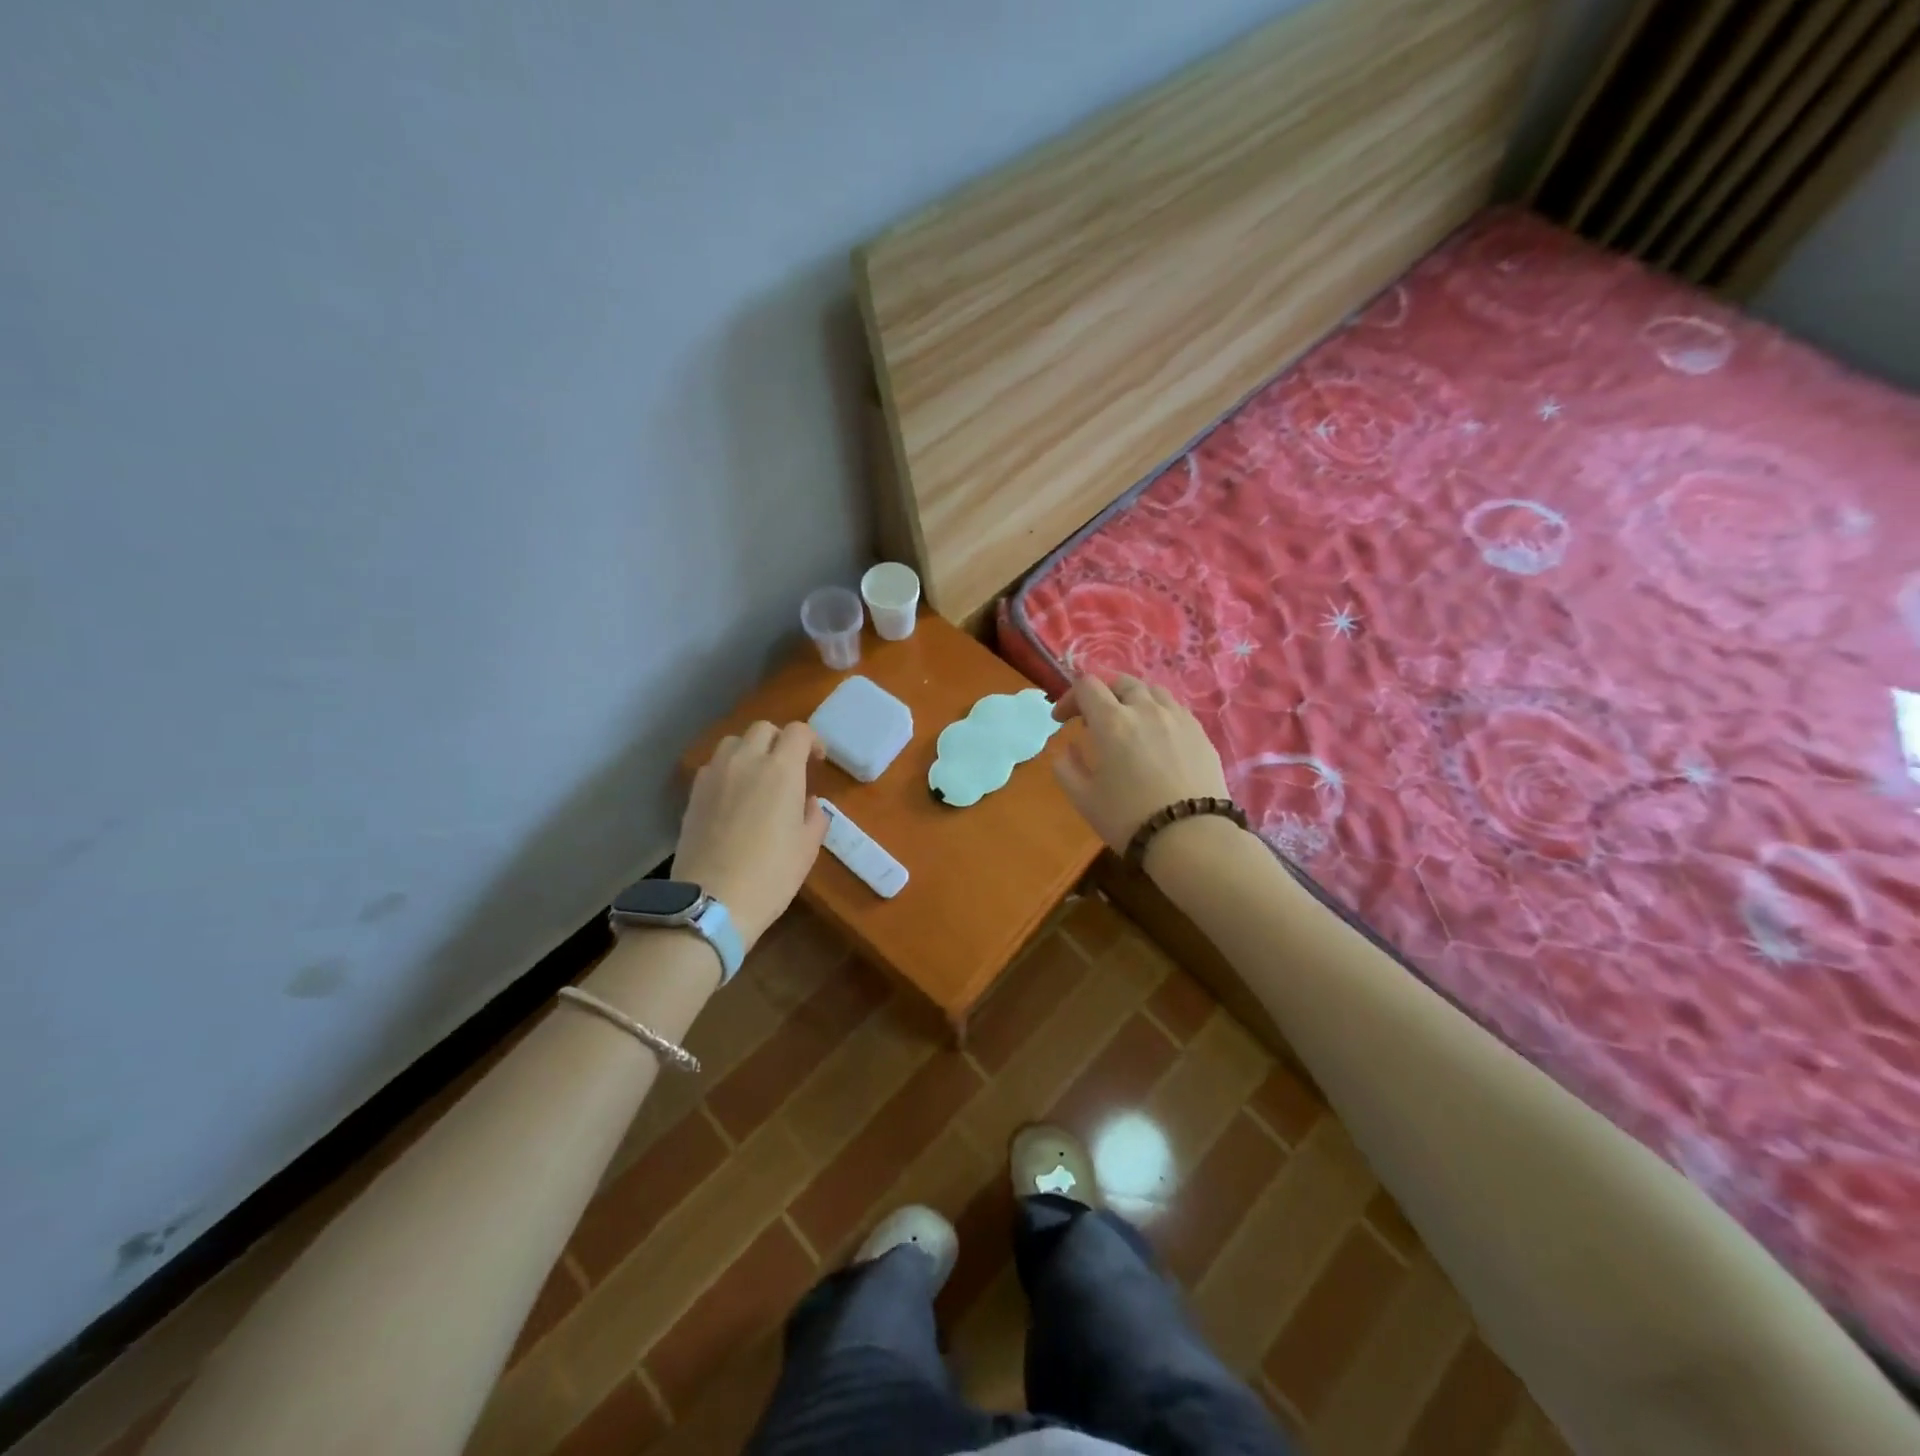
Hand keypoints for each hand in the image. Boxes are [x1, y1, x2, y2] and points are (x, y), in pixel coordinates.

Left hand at [674, 722, 827, 950]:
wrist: (712, 901)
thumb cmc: (771, 875)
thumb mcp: (807, 848)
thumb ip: (814, 816)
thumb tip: (808, 801)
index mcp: (782, 770)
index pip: (798, 732)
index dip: (812, 740)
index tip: (816, 761)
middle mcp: (746, 761)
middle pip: (763, 729)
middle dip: (780, 740)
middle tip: (788, 767)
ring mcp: (715, 775)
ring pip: (734, 742)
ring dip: (750, 751)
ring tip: (757, 777)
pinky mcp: (693, 794)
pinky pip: (713, 766)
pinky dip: (727, 770)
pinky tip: (732, 797)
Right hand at [1052, 675, 1230, 853]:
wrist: (1191, 837)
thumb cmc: (1129, 818)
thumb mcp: (1083, 799)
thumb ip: (1066, 768)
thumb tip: (1067, 749)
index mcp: (1112, 721)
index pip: (1086, 686)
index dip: (1069, 698)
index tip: (1061, 720)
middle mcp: (1145, 709)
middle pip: (1120, 682)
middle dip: (1102, 695)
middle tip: (1093, 721)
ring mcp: (1177, 717)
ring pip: (1151, 690)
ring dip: (1132, 699)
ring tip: (1128, 723)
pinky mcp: (1200, 732)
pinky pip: (1174, 708)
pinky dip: (1158, 712)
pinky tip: (1157, 737)